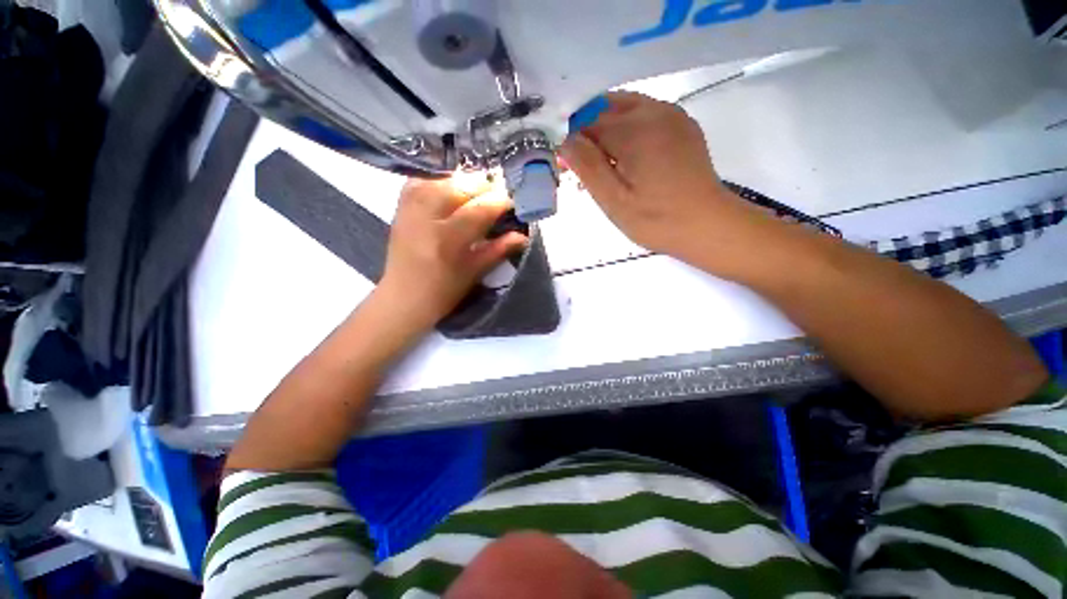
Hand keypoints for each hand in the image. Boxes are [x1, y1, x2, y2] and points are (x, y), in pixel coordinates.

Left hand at [377, 178, 527, 329]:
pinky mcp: (400, 207)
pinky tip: (450, 186)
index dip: (500, 201)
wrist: (404, 297)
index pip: (480, 209)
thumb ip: (498, 250)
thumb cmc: (443, 291)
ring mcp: (410, 209)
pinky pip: (421, 180)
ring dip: (463, 180)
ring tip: (477, 189)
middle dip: (483, 186)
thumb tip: (523, 235)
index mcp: (448, 239)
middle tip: (497, 194)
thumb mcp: (474, 272)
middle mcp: (426, 217)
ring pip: (440, 179)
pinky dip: (439, 179)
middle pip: (460, 187)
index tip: (513, 202)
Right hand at [560, 92, 764, 271]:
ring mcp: (673, 115)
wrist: (707, 225)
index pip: (588, 120)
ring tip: (606, 164)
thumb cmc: (656, 219)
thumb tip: (564, 140)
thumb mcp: (613, 201)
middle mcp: (654, 111)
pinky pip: (646, 114)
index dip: (574, 141)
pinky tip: (630, 158)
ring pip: (626, 108)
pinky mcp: (683, 125)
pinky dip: (629, 129)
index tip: (570, 167)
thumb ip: (587, 166)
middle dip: (589, 132)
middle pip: (606, 107)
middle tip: (586, 167)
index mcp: (635, 130)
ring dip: (608, 129)